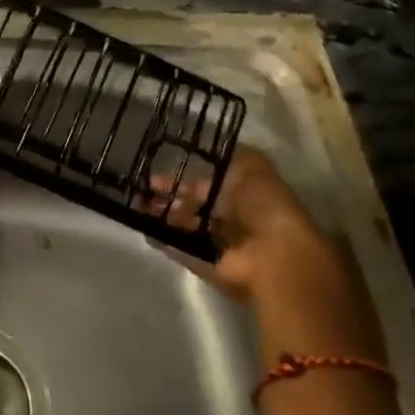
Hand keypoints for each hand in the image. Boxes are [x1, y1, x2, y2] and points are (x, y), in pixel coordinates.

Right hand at [150, 146, 331, 299]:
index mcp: (245, 194)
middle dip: (169, 199)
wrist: (276, 255)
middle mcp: (235, 220)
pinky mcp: (214, 269)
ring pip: (187, 229)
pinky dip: (168, 243)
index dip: (183, 179)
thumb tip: (207, 146)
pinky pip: (186, 253)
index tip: (155, 175)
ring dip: (164, 219)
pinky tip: (147, 232)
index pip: (208, 185)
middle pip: (195, 208)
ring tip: (139, 209)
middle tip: (141, 193)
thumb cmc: (264, 205)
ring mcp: (224, 246)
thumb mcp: (252, 166)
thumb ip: (231, 155)